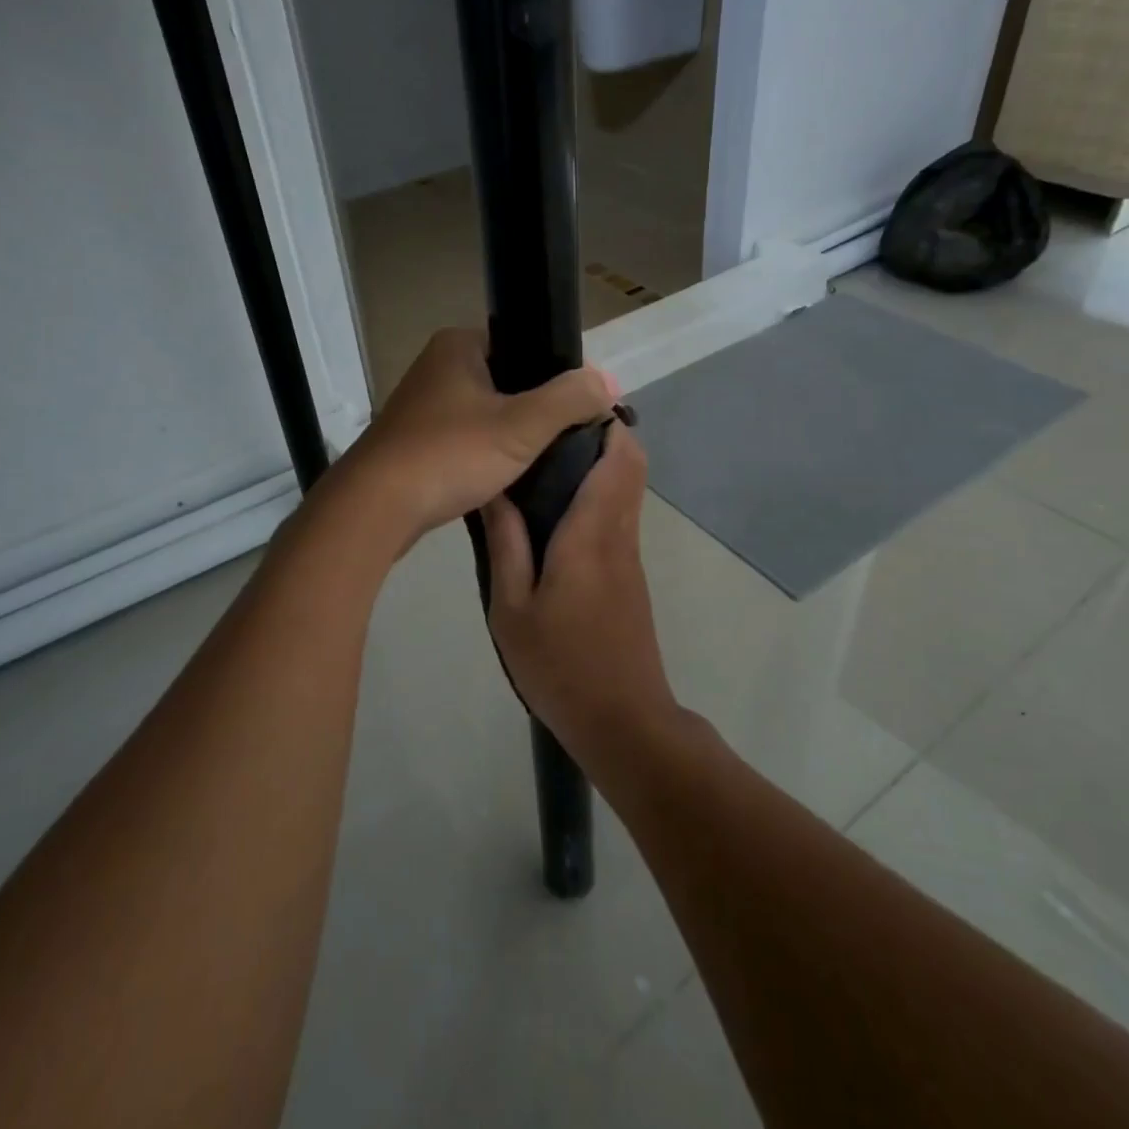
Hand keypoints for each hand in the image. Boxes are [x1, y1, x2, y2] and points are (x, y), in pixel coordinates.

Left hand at [347, 327, 618, 542]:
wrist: (375, 508)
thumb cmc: (449, 455)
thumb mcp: (522, 425)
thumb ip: (569, 399)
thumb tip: (607, 381)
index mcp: (458, 344)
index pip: (524, 345)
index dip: (555, 375)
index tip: (578, 410)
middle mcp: (437, 366)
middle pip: (508, 381)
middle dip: (536, 410)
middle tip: (565, 441)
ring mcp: (421, 406)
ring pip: (487, 414)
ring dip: (511, 436)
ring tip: (539, 461)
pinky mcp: (413, 441)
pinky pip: (465, 440)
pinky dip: (485, 455)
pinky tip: (503, 478)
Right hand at [481, 423, 679, 770]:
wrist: (623, 722)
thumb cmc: (560, 665)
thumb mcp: (512, 608)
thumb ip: (506, 544)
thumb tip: (496, 489)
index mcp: (592, 534)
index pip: (618, 458)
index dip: (604, 423)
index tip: (567, 407)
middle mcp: (620, 534)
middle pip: (631, 465)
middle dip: (602, 435)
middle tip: (548, 431)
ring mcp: (631, 557)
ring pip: (628, 489)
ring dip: (602, 465)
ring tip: (545, 463)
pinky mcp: (632, 577)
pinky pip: (620, 516)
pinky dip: (601, 495)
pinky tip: (558, 512)